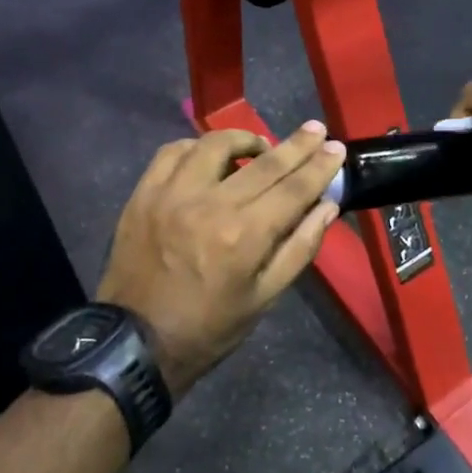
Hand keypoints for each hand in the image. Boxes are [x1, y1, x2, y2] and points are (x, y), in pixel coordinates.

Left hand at [97, 122, 345, 397]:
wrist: (135, 343)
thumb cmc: (208, 328)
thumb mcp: (264, 298)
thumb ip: (299, 248)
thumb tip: (327, 207)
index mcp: (244, 235)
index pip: (294, 188)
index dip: (319, 166)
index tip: (336, 148)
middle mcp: (210, 204)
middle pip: (264, 162)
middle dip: (296, 144)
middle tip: (315, 129)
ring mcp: (172, 194)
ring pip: (215, 145)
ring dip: (244, 139)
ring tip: (259, 147)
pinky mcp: (144, 194)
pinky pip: (173, 153)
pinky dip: (196, 147)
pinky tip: (208, 155)